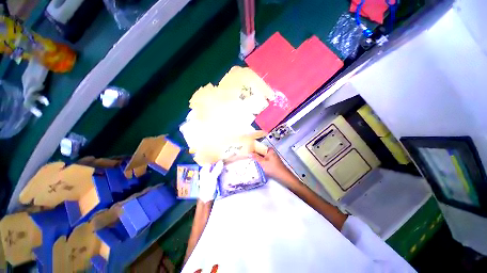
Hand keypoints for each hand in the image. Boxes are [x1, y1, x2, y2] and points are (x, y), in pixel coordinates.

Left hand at [198, 161, 223, 202]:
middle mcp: (206, 171)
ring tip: (226, 161)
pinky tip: (224, 168)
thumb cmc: (208, 187)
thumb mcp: (212, 177)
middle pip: (213, 164)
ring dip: (220, 165)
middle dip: (218, 161)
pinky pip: (217, 172)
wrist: (207, 198)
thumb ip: (216, 169)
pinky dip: (220, 170)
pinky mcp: (213, 178)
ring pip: (215, 168)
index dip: (215, 158)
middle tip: (225, 157)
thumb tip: (221, 161)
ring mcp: (210, 175)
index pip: (209, 161)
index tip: (221, 154)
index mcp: (204, 170)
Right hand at [251, 148, 297, 186]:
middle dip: (255, 154)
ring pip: (263, 156)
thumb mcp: (262, 163)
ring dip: (257, 158)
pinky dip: (261, 161)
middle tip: (247, 156)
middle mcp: (271, 152)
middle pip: (261, 152)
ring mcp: (272, 157)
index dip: (253, 149)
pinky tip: (256, 164)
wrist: (283, 176)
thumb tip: (249, 153)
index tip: (247, 151)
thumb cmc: (273, 168)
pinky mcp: (272, 162)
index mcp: (269, 150)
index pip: (259, 147)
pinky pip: (265, 160)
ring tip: (250, 160)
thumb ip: (255, 157)